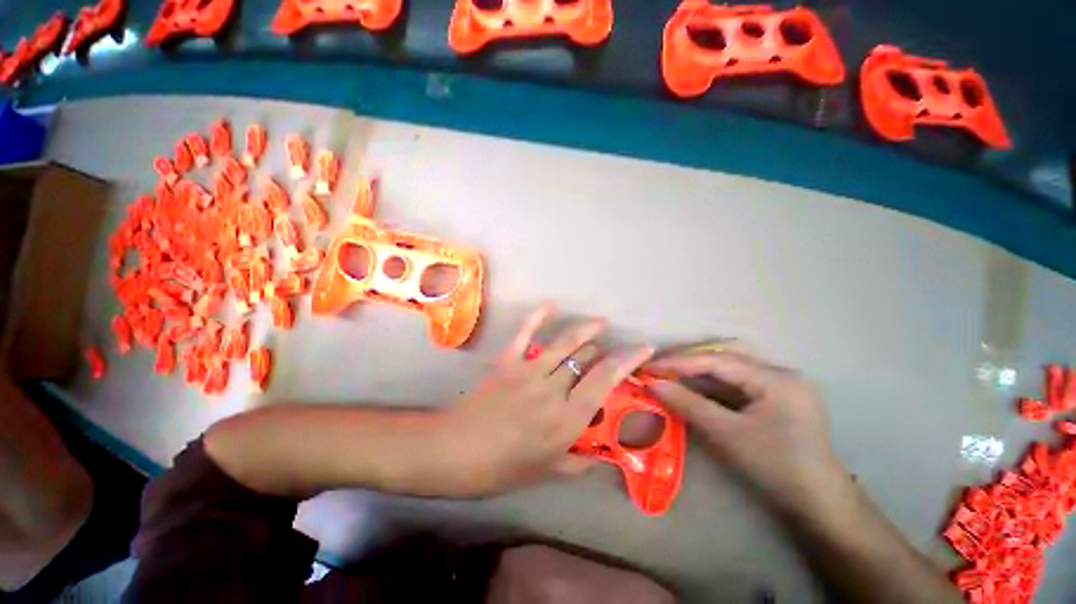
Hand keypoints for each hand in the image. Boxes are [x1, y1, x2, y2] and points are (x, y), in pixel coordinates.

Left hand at [439, 306, 653, 495]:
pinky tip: (550, 307)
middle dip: (604, 351)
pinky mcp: (508, 361)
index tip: (645, 348)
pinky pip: (525, 334)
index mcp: (567, 419)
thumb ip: (578, 463)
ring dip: (585, 329)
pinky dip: (537, 318)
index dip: (628, 361)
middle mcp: (553, 389)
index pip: (606, 380)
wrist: (453, 452)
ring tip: (599, 322)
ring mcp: (529, 371)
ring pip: (565, 342)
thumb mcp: (546, 472)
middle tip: (610, 352)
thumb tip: (601, 457)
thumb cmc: (501, 468)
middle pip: (587, 357)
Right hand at [646, 349, 849, 511]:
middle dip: (690, 358)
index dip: (680, 362)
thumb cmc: (776, 468)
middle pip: (726, 352)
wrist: (819, 502)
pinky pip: (739, 378)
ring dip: (700, 365)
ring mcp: (781, 381)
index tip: (650, 367)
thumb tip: (653, 384)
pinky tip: (696, 384)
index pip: (717, 360)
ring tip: (673, 371)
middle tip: (661, 366)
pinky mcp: (778, 393)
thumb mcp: (727, 435)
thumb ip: (689, 404)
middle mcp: (780, 371)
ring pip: (732, 362)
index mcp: (775, 378)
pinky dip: (714, 379)